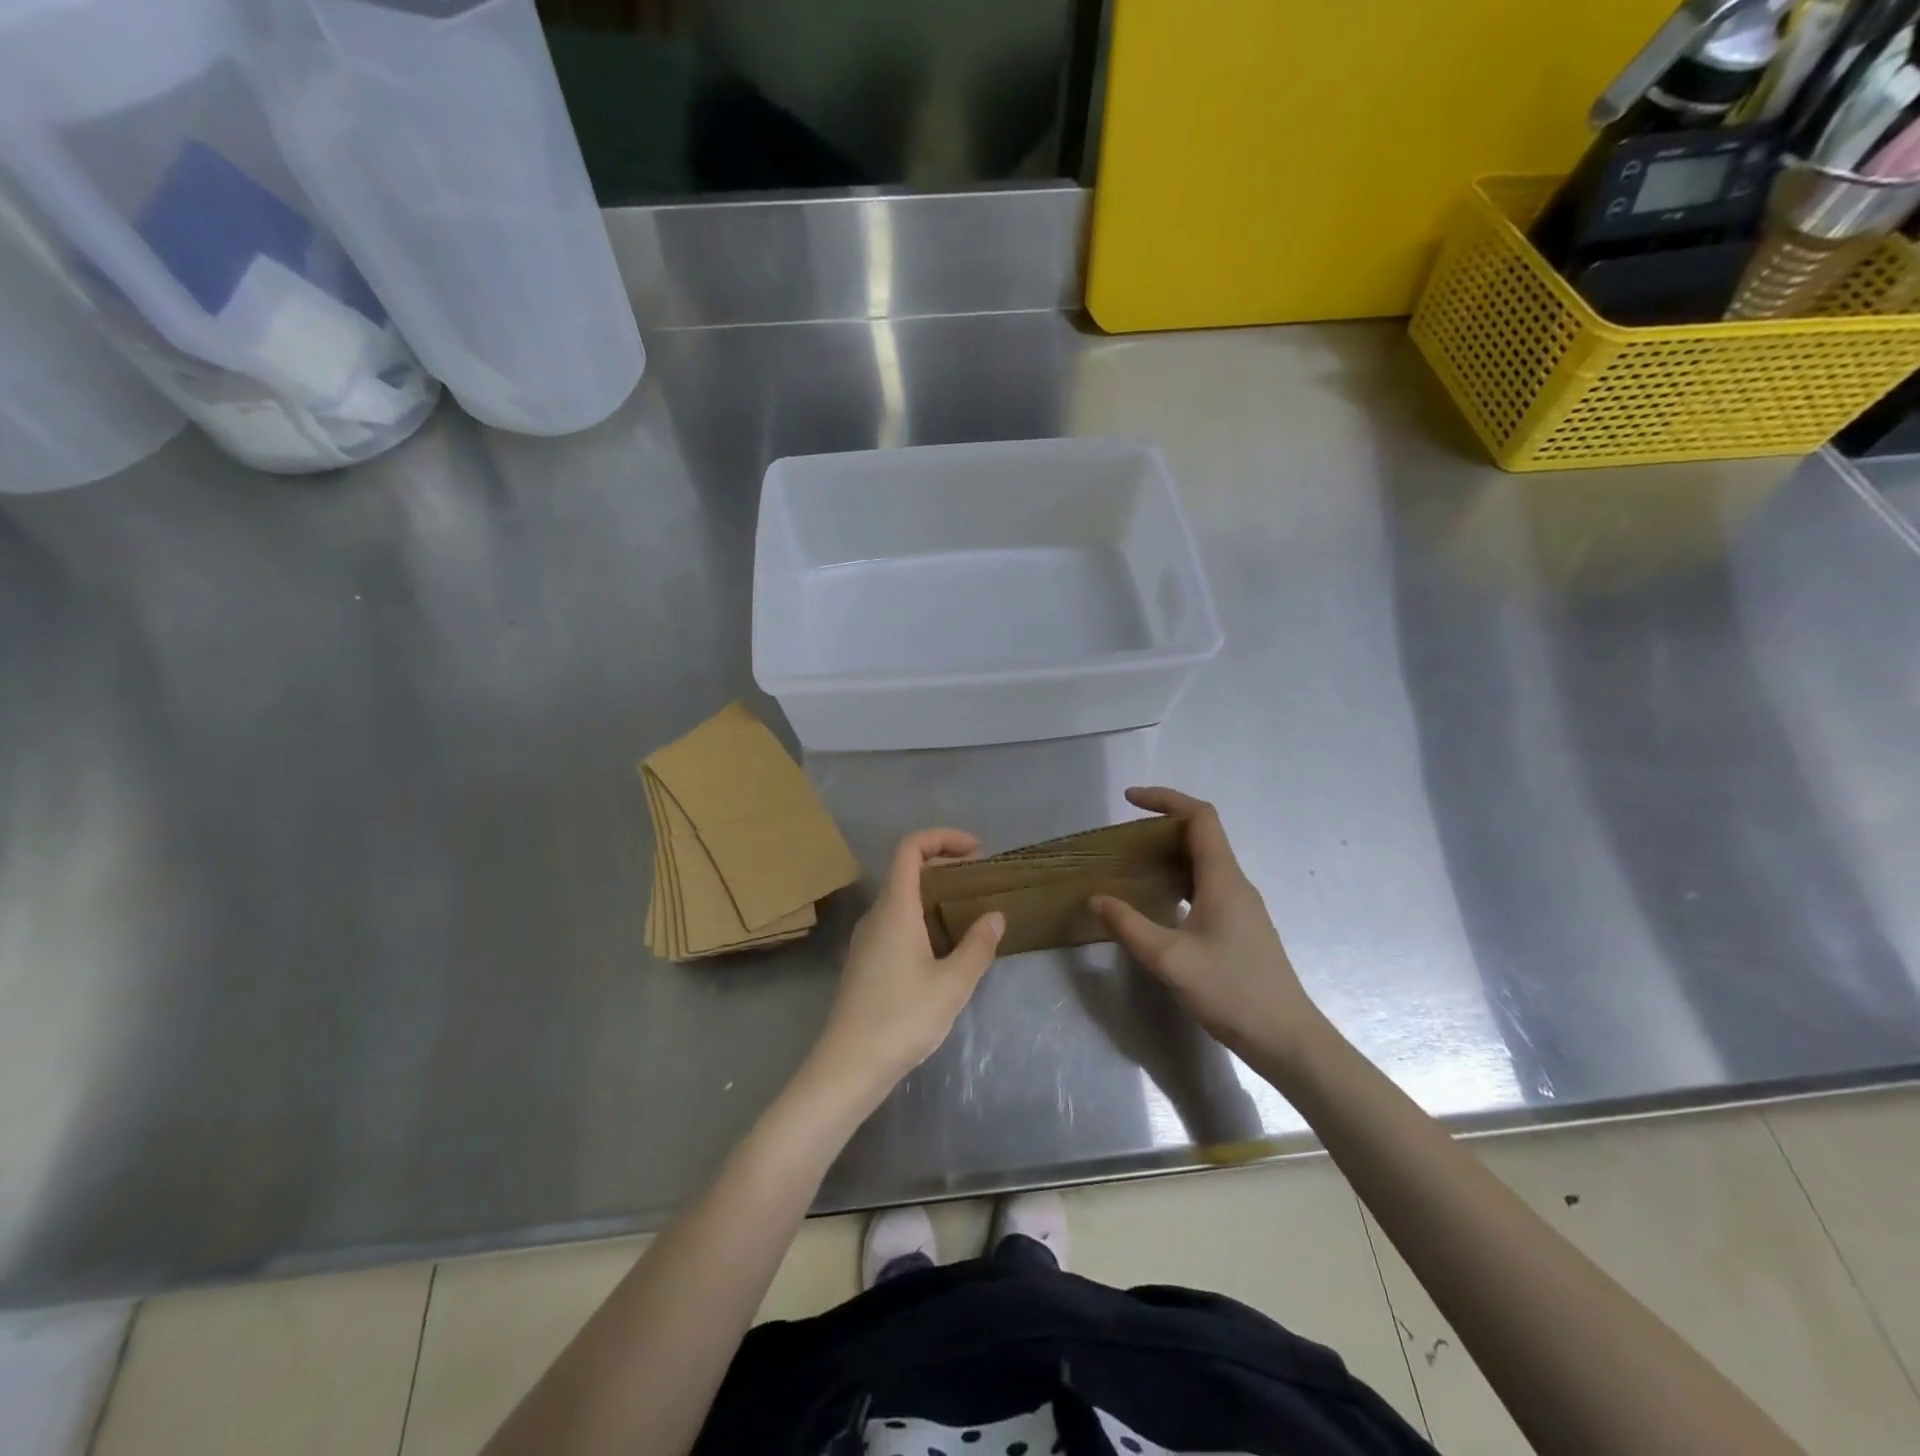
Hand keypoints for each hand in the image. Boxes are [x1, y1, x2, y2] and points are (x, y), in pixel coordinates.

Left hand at [808, 829, 1004, 1097]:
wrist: (848, 1066)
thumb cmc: (902, 1019)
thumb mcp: (952, 984)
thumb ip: (977, 946)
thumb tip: (994, 916)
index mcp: (895, 908)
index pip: (910, 848)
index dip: (943, 837)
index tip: (977, 851)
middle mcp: (876, 915)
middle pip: (906, 869)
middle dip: (944, 864)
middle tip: (979, 880)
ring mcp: (867, 939)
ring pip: (901, 897)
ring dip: (934, 893)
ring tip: (968, 910)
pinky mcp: (866, 961)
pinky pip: (895, 921)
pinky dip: (922, 916)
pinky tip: (943, 946)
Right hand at [1092, 788, 1325, 1069]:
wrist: (1287, 1039)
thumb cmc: (1231, 992)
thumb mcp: (1169, 960)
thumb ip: (1129, 925)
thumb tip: (1096, 898)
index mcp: (1223, 879)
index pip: (1199, 817)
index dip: (1165, 799)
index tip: (1129, 800)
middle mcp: (1236, 884)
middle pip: (1202, 835)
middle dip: (1162, 825)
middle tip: (1124, 838)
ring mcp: (1242, 906)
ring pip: (1205, 862)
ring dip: (1170, 854)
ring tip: (1134, 865)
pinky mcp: (1241, 927)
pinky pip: (1207, 886)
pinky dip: (1179, 879)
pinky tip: (1159, 903)